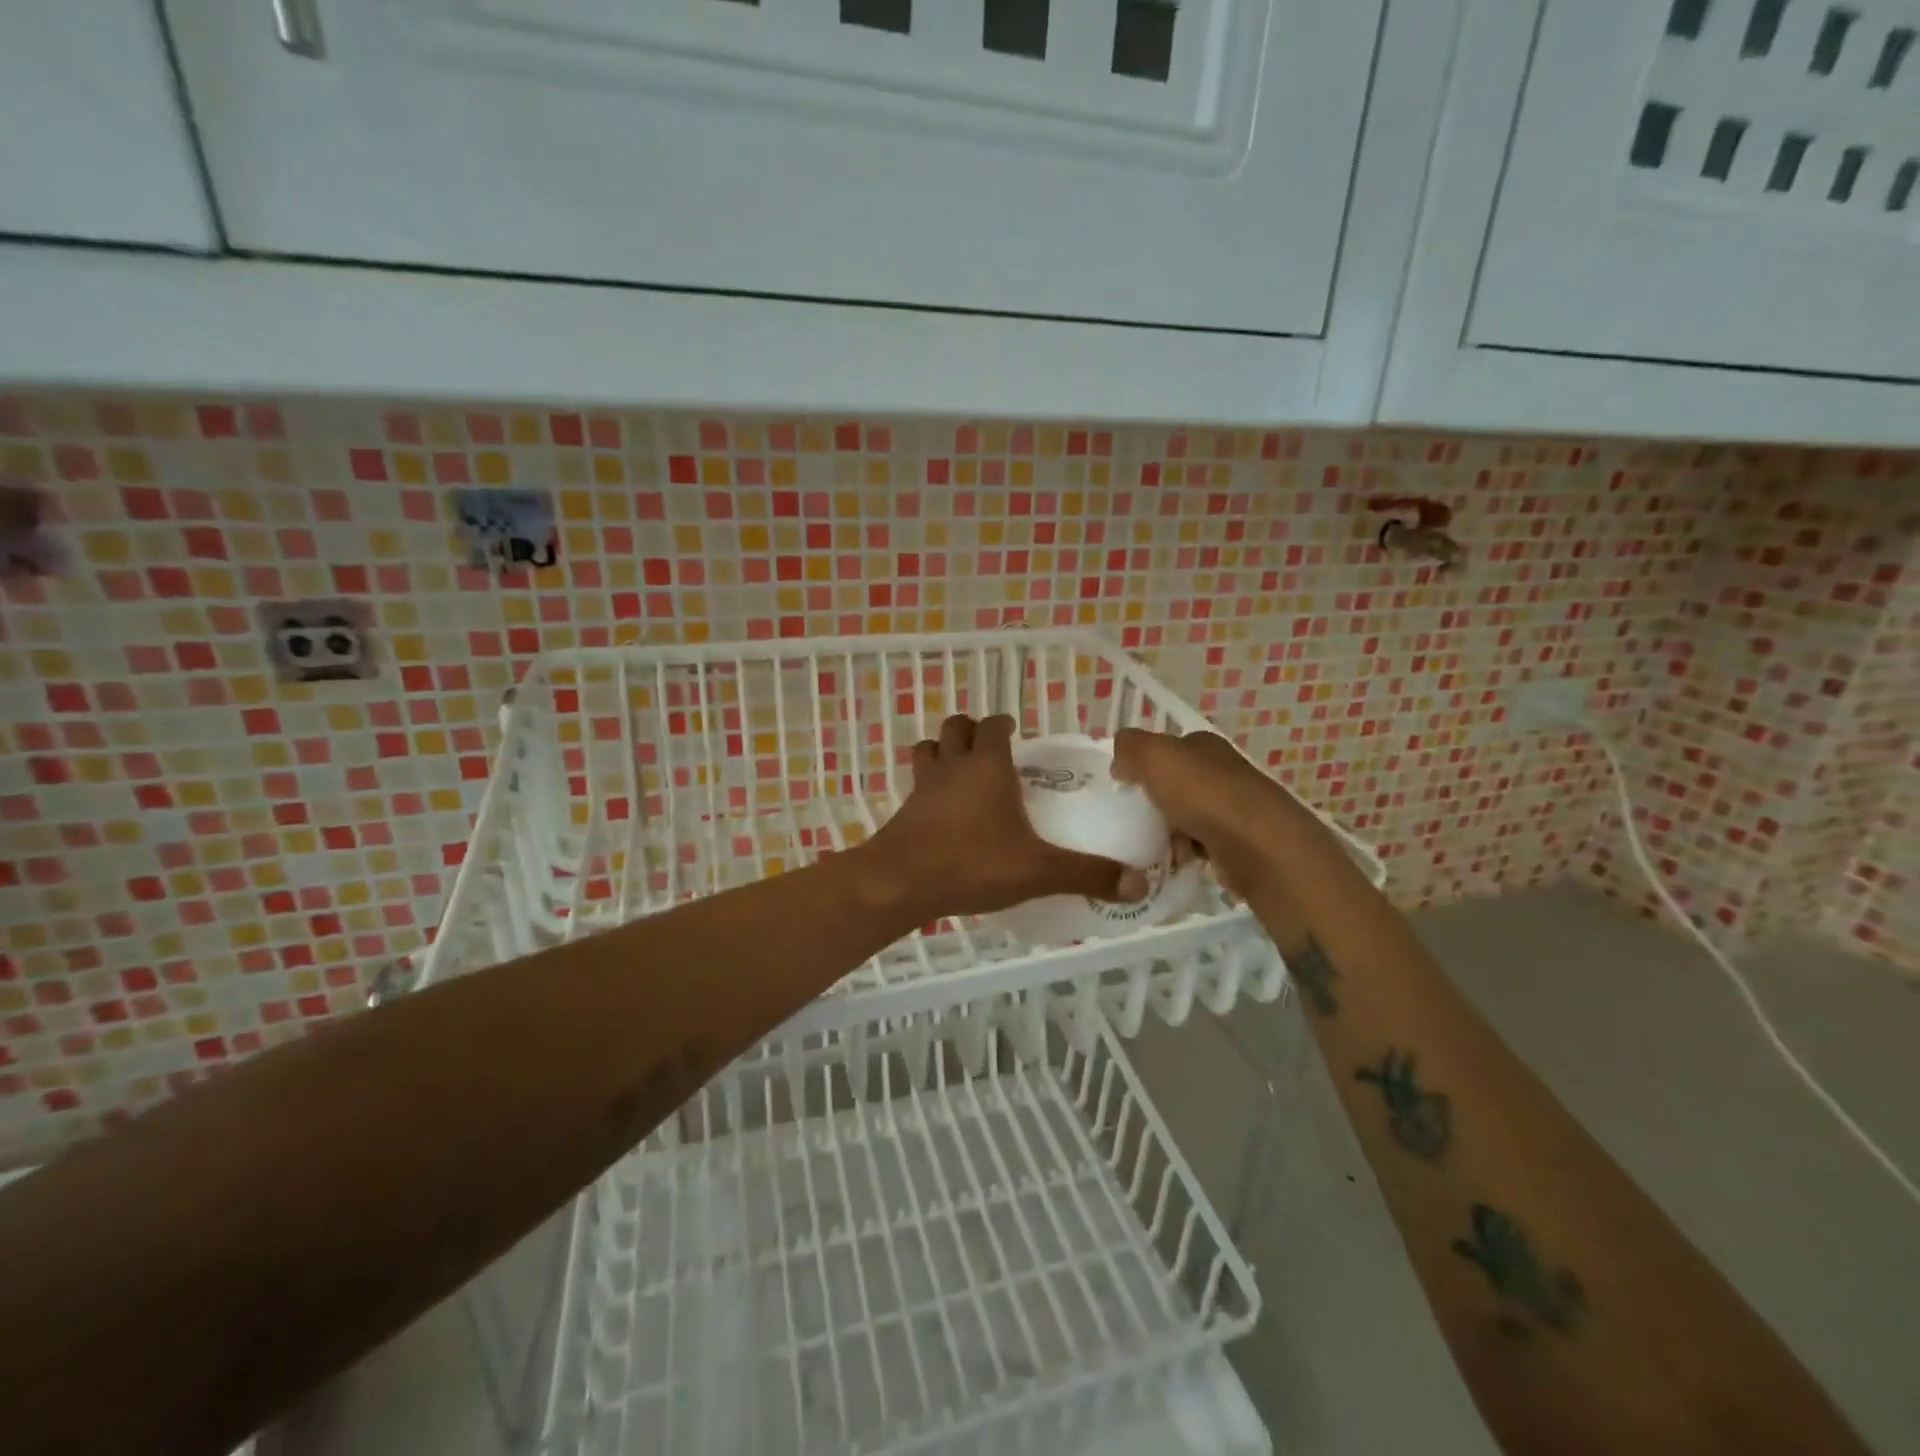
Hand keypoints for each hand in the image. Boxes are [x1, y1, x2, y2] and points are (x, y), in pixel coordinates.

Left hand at [863, 715, 1145, 921]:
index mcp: (988, 766)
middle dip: (973, 731)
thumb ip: (1087, 874)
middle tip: (994, 753)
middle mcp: (953, 766)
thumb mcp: (1038, 872)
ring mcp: (923, 786)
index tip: (1019, 736)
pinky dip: (928, 784)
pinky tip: (941, 811)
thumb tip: (1138, 884)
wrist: (900, 883)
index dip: (1006, 725)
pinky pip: (916, 782)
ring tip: (963, 772)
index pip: (996, 725)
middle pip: (957, 727)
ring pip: (930, 748)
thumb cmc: (972, 864)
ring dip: (945, 750)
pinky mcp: (904, 809)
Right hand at [1111, 728, 1328, 891]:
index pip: (1167, 749)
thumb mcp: (1155, 757)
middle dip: (1154, 803)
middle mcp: (1223, 771)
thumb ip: (1130, 748)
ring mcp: (1234, 808)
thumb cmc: (1203, 795)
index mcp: (1205, 745)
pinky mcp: (1240, 843)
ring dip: (1167, 832)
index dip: (1143, 765)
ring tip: (1153, 846)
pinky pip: (1201, 845)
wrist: (1258, 847)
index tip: (1123, 788)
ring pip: (1186, 816)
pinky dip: (1186, 854)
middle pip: (1175, 785)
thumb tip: (1120, 760)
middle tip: (1133, 820)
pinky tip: (1177, 862)